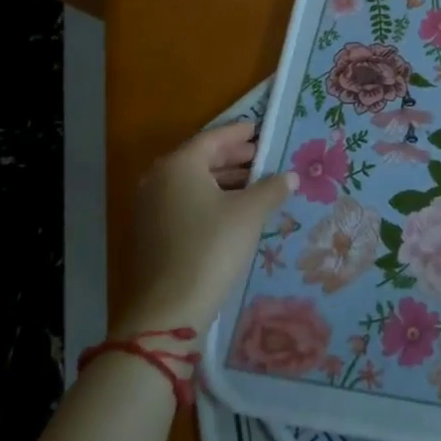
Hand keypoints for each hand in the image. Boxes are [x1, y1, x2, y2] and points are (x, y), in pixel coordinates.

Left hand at [113, 122, 296, 337]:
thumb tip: (290, 176)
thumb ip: (272, 188)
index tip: (259, 130)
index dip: (239, 133)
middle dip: (232, 156)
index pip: (213, 137)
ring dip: (223, 179)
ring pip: (192, 183)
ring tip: (254, 184)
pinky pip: (184, 202)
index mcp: (179, 165)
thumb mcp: (250, 213)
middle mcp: (158, 180)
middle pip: (200, 158)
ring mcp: (150, 209)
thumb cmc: (212, 246)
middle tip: (261, 156)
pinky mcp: (151, 234)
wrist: (168, 310)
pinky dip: (209, 198)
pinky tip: (234, 210)